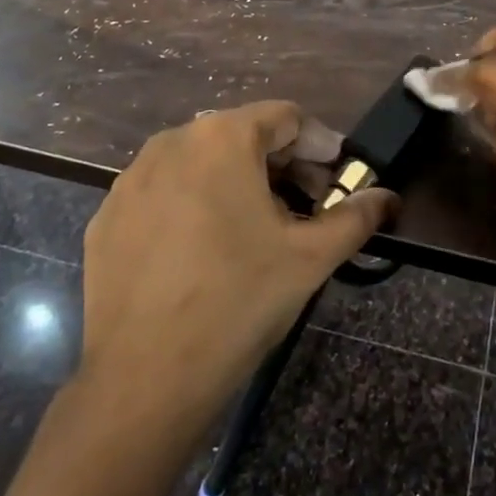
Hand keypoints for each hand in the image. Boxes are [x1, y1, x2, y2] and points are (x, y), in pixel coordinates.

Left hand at [76, 101, 392, 444]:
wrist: (144, 377)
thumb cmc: (239, 301)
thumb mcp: (310, 257)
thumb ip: (356, 217)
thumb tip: (388, 198)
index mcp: (221, 138)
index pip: (285, 117)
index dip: (320, 144)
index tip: (339, 179)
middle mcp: (171, 143)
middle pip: (241, 135)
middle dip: (281, 164)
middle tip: (306, 205)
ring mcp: (131, 180)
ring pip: (199, 162)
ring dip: (237, 182)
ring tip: (258, 228)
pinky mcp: (107, 217)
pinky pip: (164, 193)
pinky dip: (193, 205)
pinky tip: (205, 251)